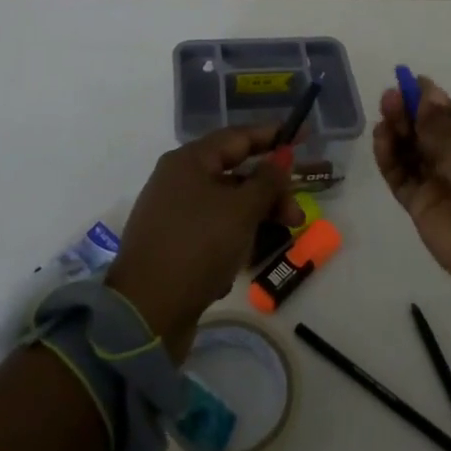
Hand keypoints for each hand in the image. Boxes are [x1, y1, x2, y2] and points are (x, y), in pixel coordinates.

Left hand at [107, 127, 300, 358]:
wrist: (146, 314)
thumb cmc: (197, 247)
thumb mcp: (241, 210)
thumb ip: (267, 180)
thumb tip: (282, 154)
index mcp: (189, 161)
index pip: (238, 137)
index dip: (273, 136)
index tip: (304, 136)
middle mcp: (178, 181)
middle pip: (236, 175)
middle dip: (270, 193)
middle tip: (297, 217)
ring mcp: (173, 214)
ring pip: (227, 206)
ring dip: (255, 221)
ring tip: (273, 245)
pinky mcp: (174, 245)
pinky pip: (213, 232)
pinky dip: (231, 243)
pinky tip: (235, 267)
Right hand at [374, 76, 450, 302]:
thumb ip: (440, 119)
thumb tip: (425, 90)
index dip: (428, 100)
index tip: (406, 82)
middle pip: (428, 131)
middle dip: (409, 112)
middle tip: (390, 97)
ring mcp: (442, 184)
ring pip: (411, 152)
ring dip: (396, 131)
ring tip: (384, 114)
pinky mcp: (422, 206)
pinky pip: (400, 176)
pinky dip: (388, 157)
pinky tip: (381, 137)